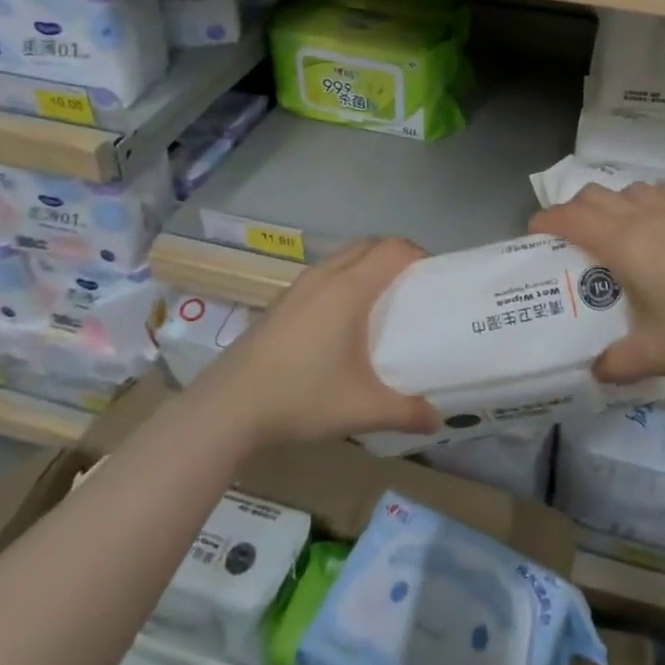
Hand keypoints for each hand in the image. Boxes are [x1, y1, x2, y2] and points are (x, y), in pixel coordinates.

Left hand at [193, 237, 441, 447]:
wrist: (228, 407)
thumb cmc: (302, 397)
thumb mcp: (362, 408)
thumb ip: (406, 411)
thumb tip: (436, 419)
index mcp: (349, 289)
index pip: (393, 250)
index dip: (419, 255)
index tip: (435, 277)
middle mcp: (325, 277)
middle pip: (369, 245)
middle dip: (395, 256)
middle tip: (413, 287)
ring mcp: (298, 287)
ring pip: (342, 257)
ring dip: (366, 265)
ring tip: (381, 301)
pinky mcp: (280, 302)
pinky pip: (323, 275)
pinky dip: (343, 280)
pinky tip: (341, 321)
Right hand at [530, 182, 664, 382]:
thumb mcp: (655, 354)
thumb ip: (616, 364)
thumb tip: (595, 372)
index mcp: (624, 244)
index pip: (571, 218)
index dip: (546, 220)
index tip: (532, 234)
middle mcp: (644, 218)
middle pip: (594, 194)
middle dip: (571, 209)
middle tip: (566, 239)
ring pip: (627, 189)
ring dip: (608, 202)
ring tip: (609, 232)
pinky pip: (659, 194)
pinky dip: (642, 201)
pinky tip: (653, 226)